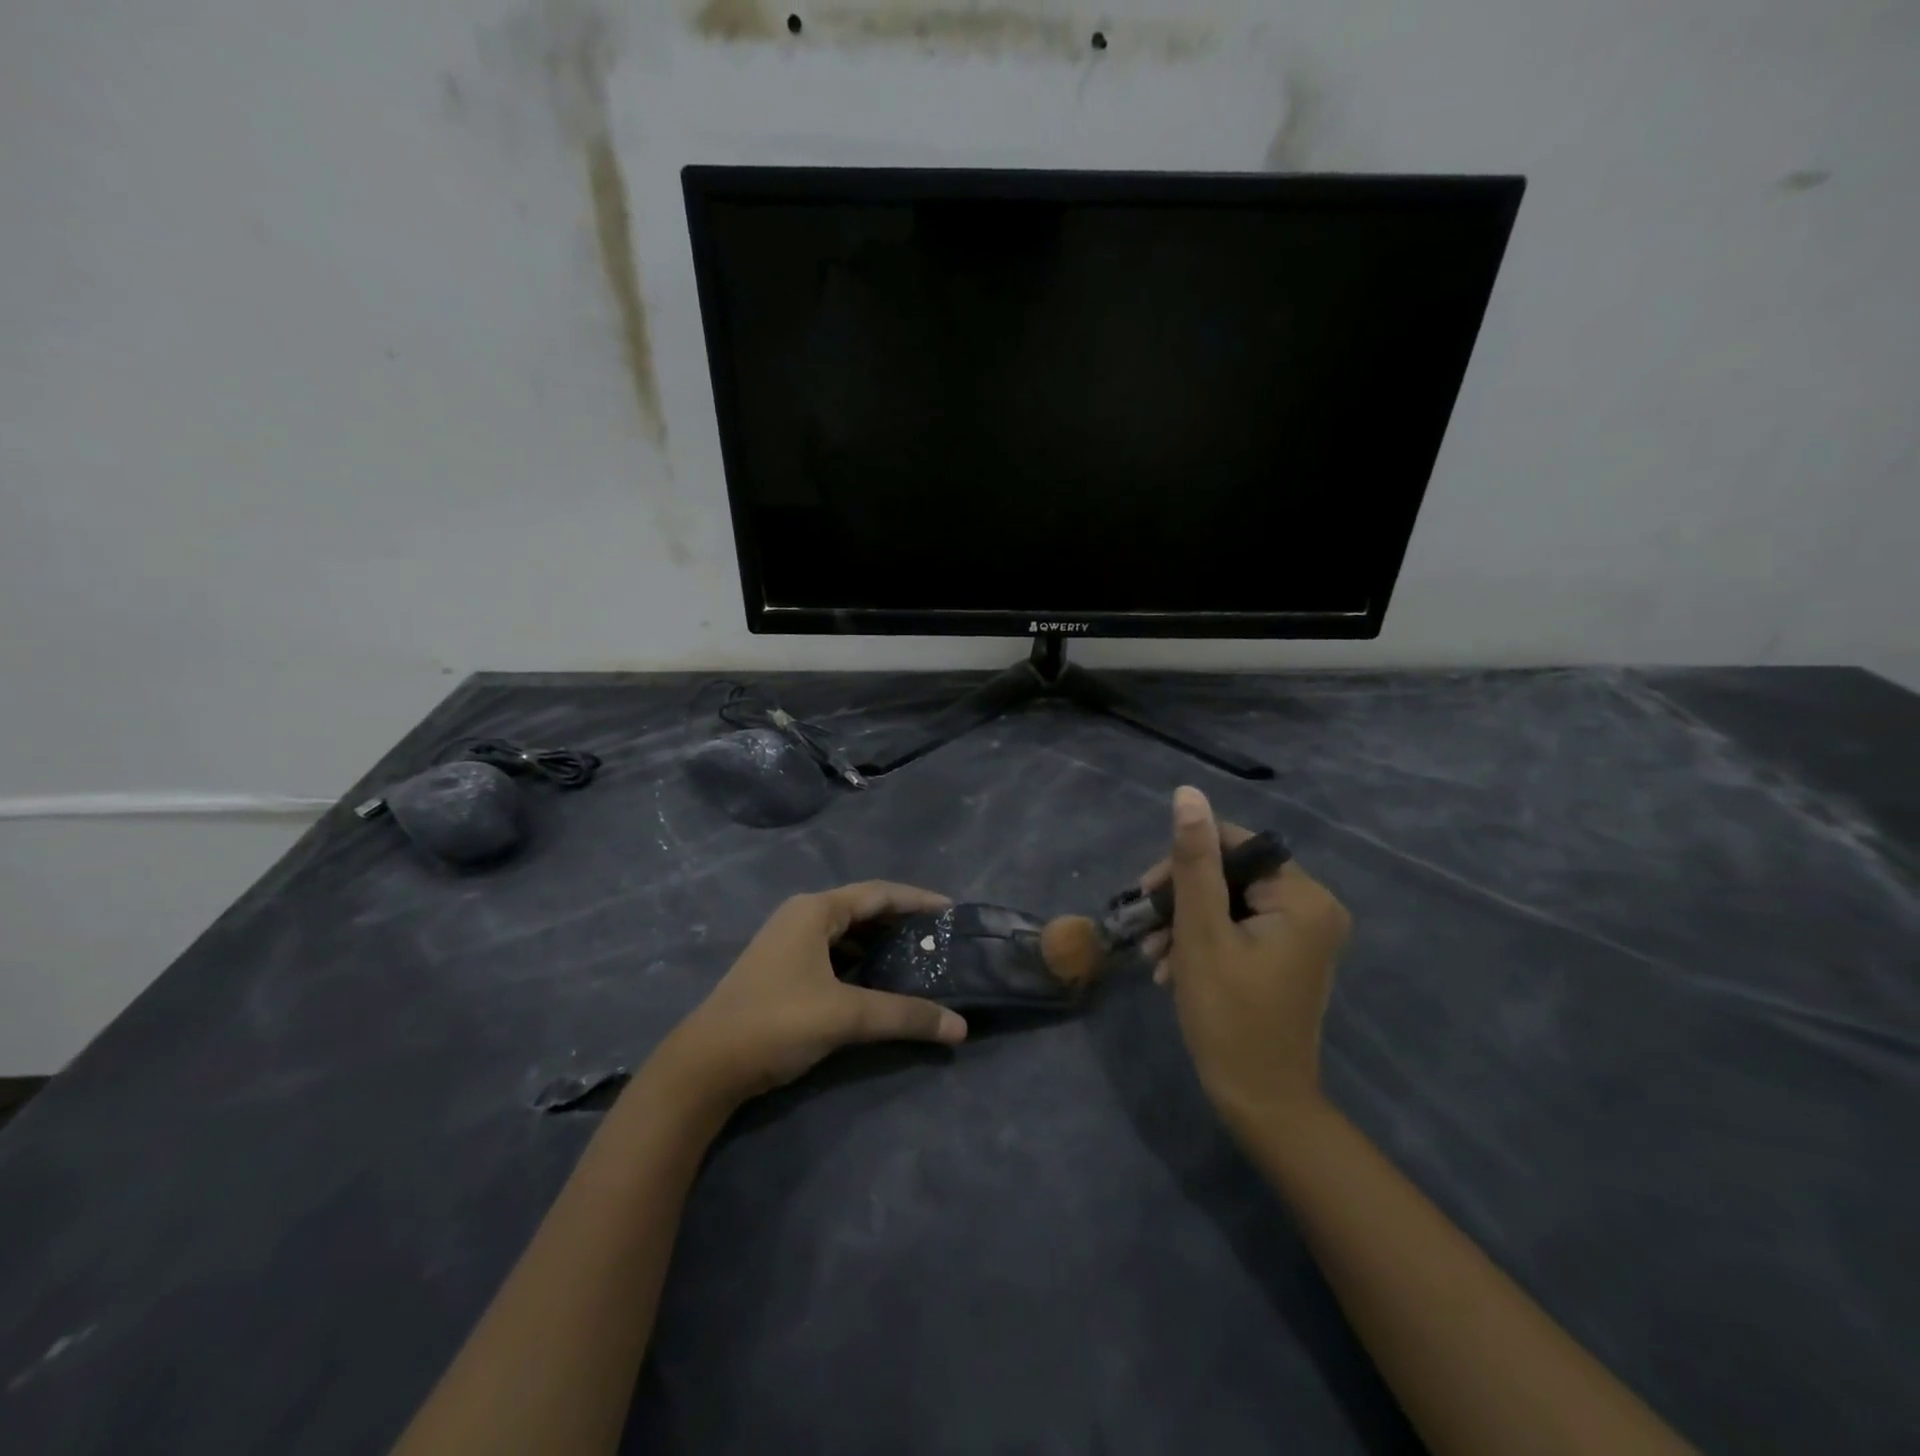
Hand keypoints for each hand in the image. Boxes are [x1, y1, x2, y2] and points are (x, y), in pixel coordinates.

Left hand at [657, 882, 968, 1110]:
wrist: (705, 1065)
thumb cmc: (777, 1022)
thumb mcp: (846, 1015)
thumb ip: (905, 1016)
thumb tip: (960, 1028)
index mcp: (815, 911)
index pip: (878, 893)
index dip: (917, 900)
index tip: (951, 911)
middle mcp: (802, 917)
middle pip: (863, 910)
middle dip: (901, 922)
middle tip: (939, 939)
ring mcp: (788, 943)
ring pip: (847, 934)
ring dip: (880, 944)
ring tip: (917, 959)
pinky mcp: (782, 970)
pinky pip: (833, 954)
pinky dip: (860, 962)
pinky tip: (878, 982)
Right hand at [1139, 787, 1351, 1134]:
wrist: (1259, 1100)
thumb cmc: (1228, 1015)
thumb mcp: (1200, 932)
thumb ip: (1193, 861)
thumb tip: (1188, 793)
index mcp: (1303, 897)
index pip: (1234, 845)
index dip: (1185, 861)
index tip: (1147, 892)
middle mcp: (1314, 908)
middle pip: (1231, 875)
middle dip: (1181, 900)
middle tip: (1145, 929)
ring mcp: (1303, 934)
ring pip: (1229, 903)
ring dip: (1185, 924)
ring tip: (1153, 957)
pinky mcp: (1288, 956)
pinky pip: (1239, 928)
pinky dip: (1203, 941)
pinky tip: (1171, 968)